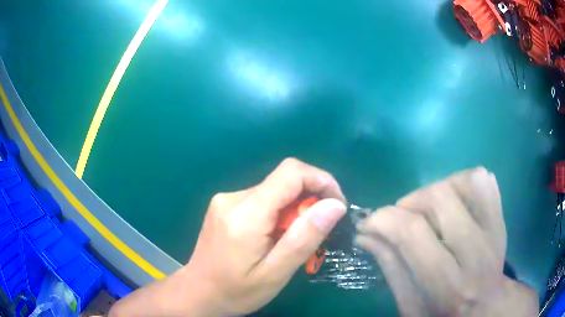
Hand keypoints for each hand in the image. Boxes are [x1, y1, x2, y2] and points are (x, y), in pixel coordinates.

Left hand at [110, 158, 346, 315]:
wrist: (198, 292)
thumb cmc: (236, 291)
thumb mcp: (275, 273)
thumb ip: (304, 237)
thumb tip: (334, 205)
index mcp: (245, 214)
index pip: (291, 172)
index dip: (321, 180)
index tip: (336, 205)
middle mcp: (233, 198)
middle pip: (284, 181)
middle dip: (309, 200)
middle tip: (316, 233)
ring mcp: (226, 199)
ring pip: (274, 190)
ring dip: (293, 209)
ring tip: (292, 241)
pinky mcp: (225, 205)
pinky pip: (261, 198)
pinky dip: (277, 212)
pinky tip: (274, 237)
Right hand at [356, 167, 537, 316]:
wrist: (485, 309)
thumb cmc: (443, 314)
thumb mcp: (410, 306)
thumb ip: (391, 268)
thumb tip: (367, 233)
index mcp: (449, 284)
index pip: (413, 232)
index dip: (384, 219)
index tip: (369, 223)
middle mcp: (476, 252)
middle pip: (440, 198)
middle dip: (410, 201)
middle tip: (401, 219)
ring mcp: (494, 230)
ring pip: (467, 181)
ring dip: (440, 188)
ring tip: (431, 210)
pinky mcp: (501, 218)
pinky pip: (485, 181)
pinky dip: (465, 183)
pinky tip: (456, 203)